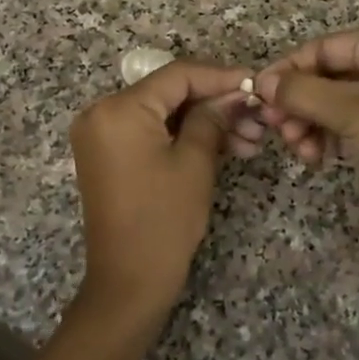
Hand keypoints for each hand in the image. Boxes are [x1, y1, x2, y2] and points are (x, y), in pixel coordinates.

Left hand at [70, 60, 250, 326]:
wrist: (128, 284)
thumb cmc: (164, 220)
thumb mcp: (196, 162)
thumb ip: (214, 117)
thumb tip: (235, 93)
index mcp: (119, 109)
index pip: (177, 75)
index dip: (220, 76)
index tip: (254, 83)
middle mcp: (102, 112)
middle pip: (170, 92)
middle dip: (216, 103)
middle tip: (257, 117)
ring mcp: (102, 134)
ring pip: (164, 113)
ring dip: (204, 121)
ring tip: (249, 138)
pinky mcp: (109, 154)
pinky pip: (151, 130)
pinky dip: (182, 135)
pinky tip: (223, 145)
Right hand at [254, 23, 358, 237]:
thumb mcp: (350, 110)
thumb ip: (301, 92)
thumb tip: (261, 82)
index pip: (322, 47)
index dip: (287, 70)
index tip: (257, 95)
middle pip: (326, 74)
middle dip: (298, 102)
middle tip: (276, 129)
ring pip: (334, 101)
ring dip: (310, 123)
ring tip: (298, 149)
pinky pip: (348, 122)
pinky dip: (328, 135)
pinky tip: (315, 156)